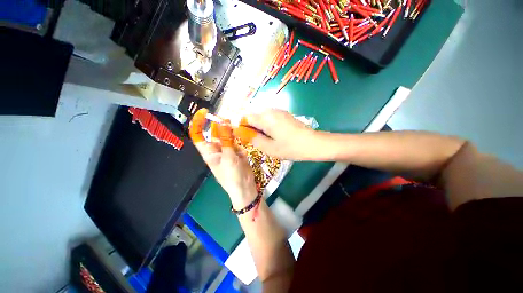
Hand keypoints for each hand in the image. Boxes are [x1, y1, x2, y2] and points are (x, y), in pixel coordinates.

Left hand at [189, 108, 257, 208]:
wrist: (245, 187)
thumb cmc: (232, 176)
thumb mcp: (228, 157)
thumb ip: (226, 140)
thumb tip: (223, 122)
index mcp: (209, 152)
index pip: (198, 135)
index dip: (198, 123)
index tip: (204, 112)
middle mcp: (216, 149)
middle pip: (214, 132)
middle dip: (219, 124)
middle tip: (226, 118)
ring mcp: (227, 149)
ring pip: (226, 135)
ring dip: (229, 129)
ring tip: (233, 124)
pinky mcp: (237, 150)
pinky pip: (235, 140)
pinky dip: (237, 135)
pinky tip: (241, 132)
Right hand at [233, 109, 316, 159]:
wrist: (313, 143)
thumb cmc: (290, 147)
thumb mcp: (269, 148)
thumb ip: (253, 139)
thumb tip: (241, 132)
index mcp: (265, 118)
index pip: (245, 117)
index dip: (243, 127)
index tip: (247, 137)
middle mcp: (270, 110)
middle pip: (253, 116)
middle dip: (252, 127)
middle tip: (259, 140)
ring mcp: (278, 111)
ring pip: (262, 117)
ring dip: (260, 126)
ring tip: (267, 138)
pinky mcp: (284, 114)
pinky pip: (270, 117)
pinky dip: (267, 125)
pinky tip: (275, 134)